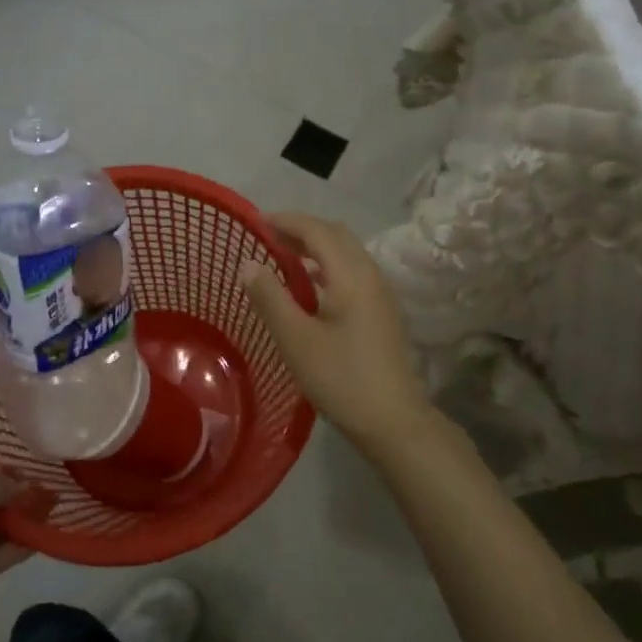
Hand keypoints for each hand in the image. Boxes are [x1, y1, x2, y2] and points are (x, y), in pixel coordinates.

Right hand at [240, 213, 435, 453]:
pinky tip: (310, 287)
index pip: (318, 231)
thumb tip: (248, 263)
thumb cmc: (340, 378)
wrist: (393, 421)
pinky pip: (353, 272)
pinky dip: (328, 266)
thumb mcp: (295, 339)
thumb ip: (270, 297)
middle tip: (268, 236)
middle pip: (337, 236)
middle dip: (302, 229)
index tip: (257, 221)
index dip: (287, 221)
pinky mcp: (382, 312)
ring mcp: (381, 294)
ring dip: (316, 248)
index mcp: (351, 276)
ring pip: (347, 254)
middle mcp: (371, 275)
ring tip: (283, 256)